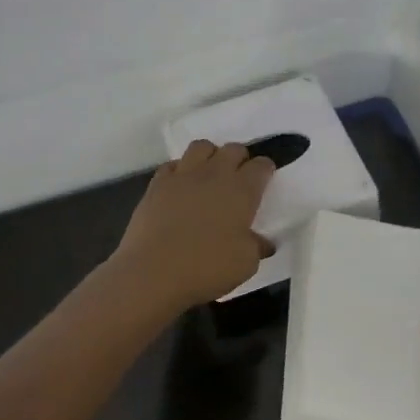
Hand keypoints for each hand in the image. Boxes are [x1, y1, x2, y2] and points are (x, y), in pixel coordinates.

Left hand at [110, 141, 275, 311]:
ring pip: (201, 147)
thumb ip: (256, 246)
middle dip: (240, 159)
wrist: (153, 272)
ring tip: (210, 175)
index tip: (265, 179)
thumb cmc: (206, 267)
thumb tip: (262, 242)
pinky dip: (180, 170)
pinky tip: (181, 187)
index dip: (265, 170)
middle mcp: (214, 174)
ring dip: (210, 156)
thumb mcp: (245, 264)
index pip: (261, 166)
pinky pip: (172, 165)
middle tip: (239, 179)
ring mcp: (183, 176)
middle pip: (233, 149)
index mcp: (241, 191)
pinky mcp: (157, 184)